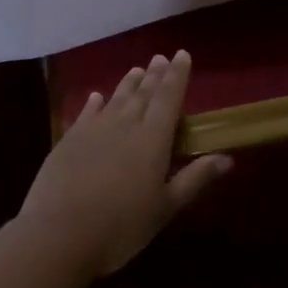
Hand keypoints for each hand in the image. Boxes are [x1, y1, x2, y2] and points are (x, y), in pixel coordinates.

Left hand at [18, 51, 232, 279]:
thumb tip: (227, 158)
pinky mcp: (69, 139)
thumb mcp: (165, 208)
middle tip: (160, 57)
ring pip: (116, 98)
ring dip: (128, 83)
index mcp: (152, 139)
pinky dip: (95, 102)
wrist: (59, 234)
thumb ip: (195, 179)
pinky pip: (87, 112)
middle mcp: (125, 124)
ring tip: (137, 70)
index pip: (169, 97)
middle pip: (143, 93)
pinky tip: (97, 96)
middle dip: (155, 75)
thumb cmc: (121, 226)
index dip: (177, 75)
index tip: (182, 54)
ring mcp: (94, 129)